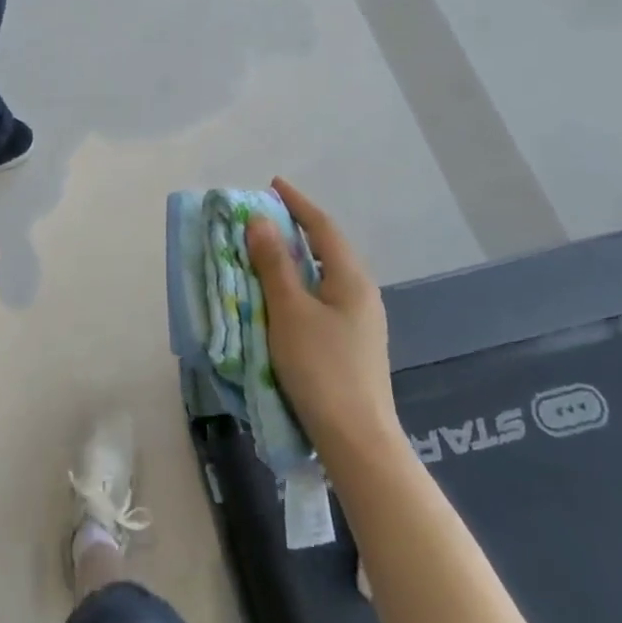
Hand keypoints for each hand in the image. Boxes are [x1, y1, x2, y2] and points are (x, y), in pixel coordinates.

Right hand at [248, 177, 398, 455]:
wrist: (356, 438)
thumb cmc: (320, 367)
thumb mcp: (289, 310)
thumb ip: (274, 263)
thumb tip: (260, 220)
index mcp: (350, 278)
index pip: (322, 227)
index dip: (297, 203)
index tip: (273, 184)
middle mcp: (361, 292)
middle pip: (327, 247)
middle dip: (296, 227)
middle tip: (264, 216)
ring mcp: (360, 319)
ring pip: (324, 273)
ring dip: (297, 256)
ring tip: (267, 249)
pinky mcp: (351, 341)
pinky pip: (322, 295)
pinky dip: (300, 282)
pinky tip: (283, 293)